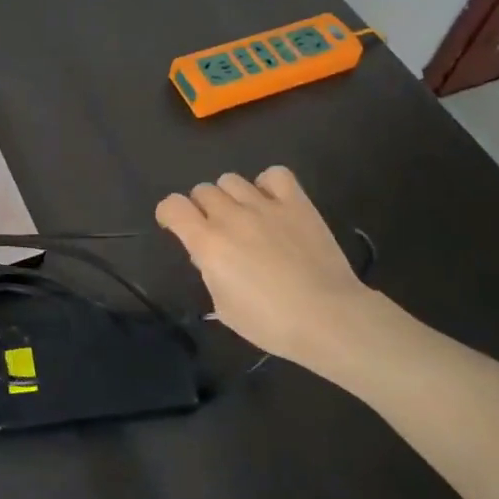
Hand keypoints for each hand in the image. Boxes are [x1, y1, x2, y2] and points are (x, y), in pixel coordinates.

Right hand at [155, 166, 388, 381]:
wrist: (329, 318)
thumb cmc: (272, 323)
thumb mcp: (225, 308)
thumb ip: (210, 274)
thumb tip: (209, 256)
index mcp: (208, 243)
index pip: (172, 205)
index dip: (169, 213)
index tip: (175, 226)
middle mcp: (230, 216)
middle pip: (202, 190)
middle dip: (202, 208)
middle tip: (217, 230)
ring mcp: (264, 205)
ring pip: (231, 179)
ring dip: (230, 196)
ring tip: (244, 216)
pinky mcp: (296, 203)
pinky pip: (274, 175)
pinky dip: (268, 184)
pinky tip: (272, 202)